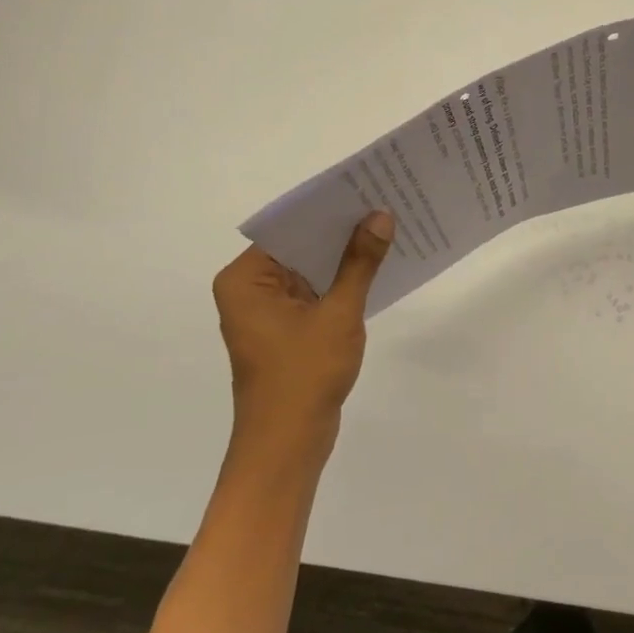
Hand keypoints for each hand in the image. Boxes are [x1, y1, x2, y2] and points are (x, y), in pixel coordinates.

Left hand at [211, 211, 394, 453]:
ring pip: (310, 270)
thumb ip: (360, 263)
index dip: (328, 209)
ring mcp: (267, 310)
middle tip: (385, 203)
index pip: (288, 229)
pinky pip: (315, 292)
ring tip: (388, 228)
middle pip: (299, 247)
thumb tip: (381, 216)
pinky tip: (376, 267)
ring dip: (343, 257)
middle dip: (340, 231)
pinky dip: (341, 282)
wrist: (289, 444)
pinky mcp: (285, 328)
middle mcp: (249, 289)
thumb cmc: (304, 374)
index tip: (366, 188)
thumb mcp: (339, 313)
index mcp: (245, 280)